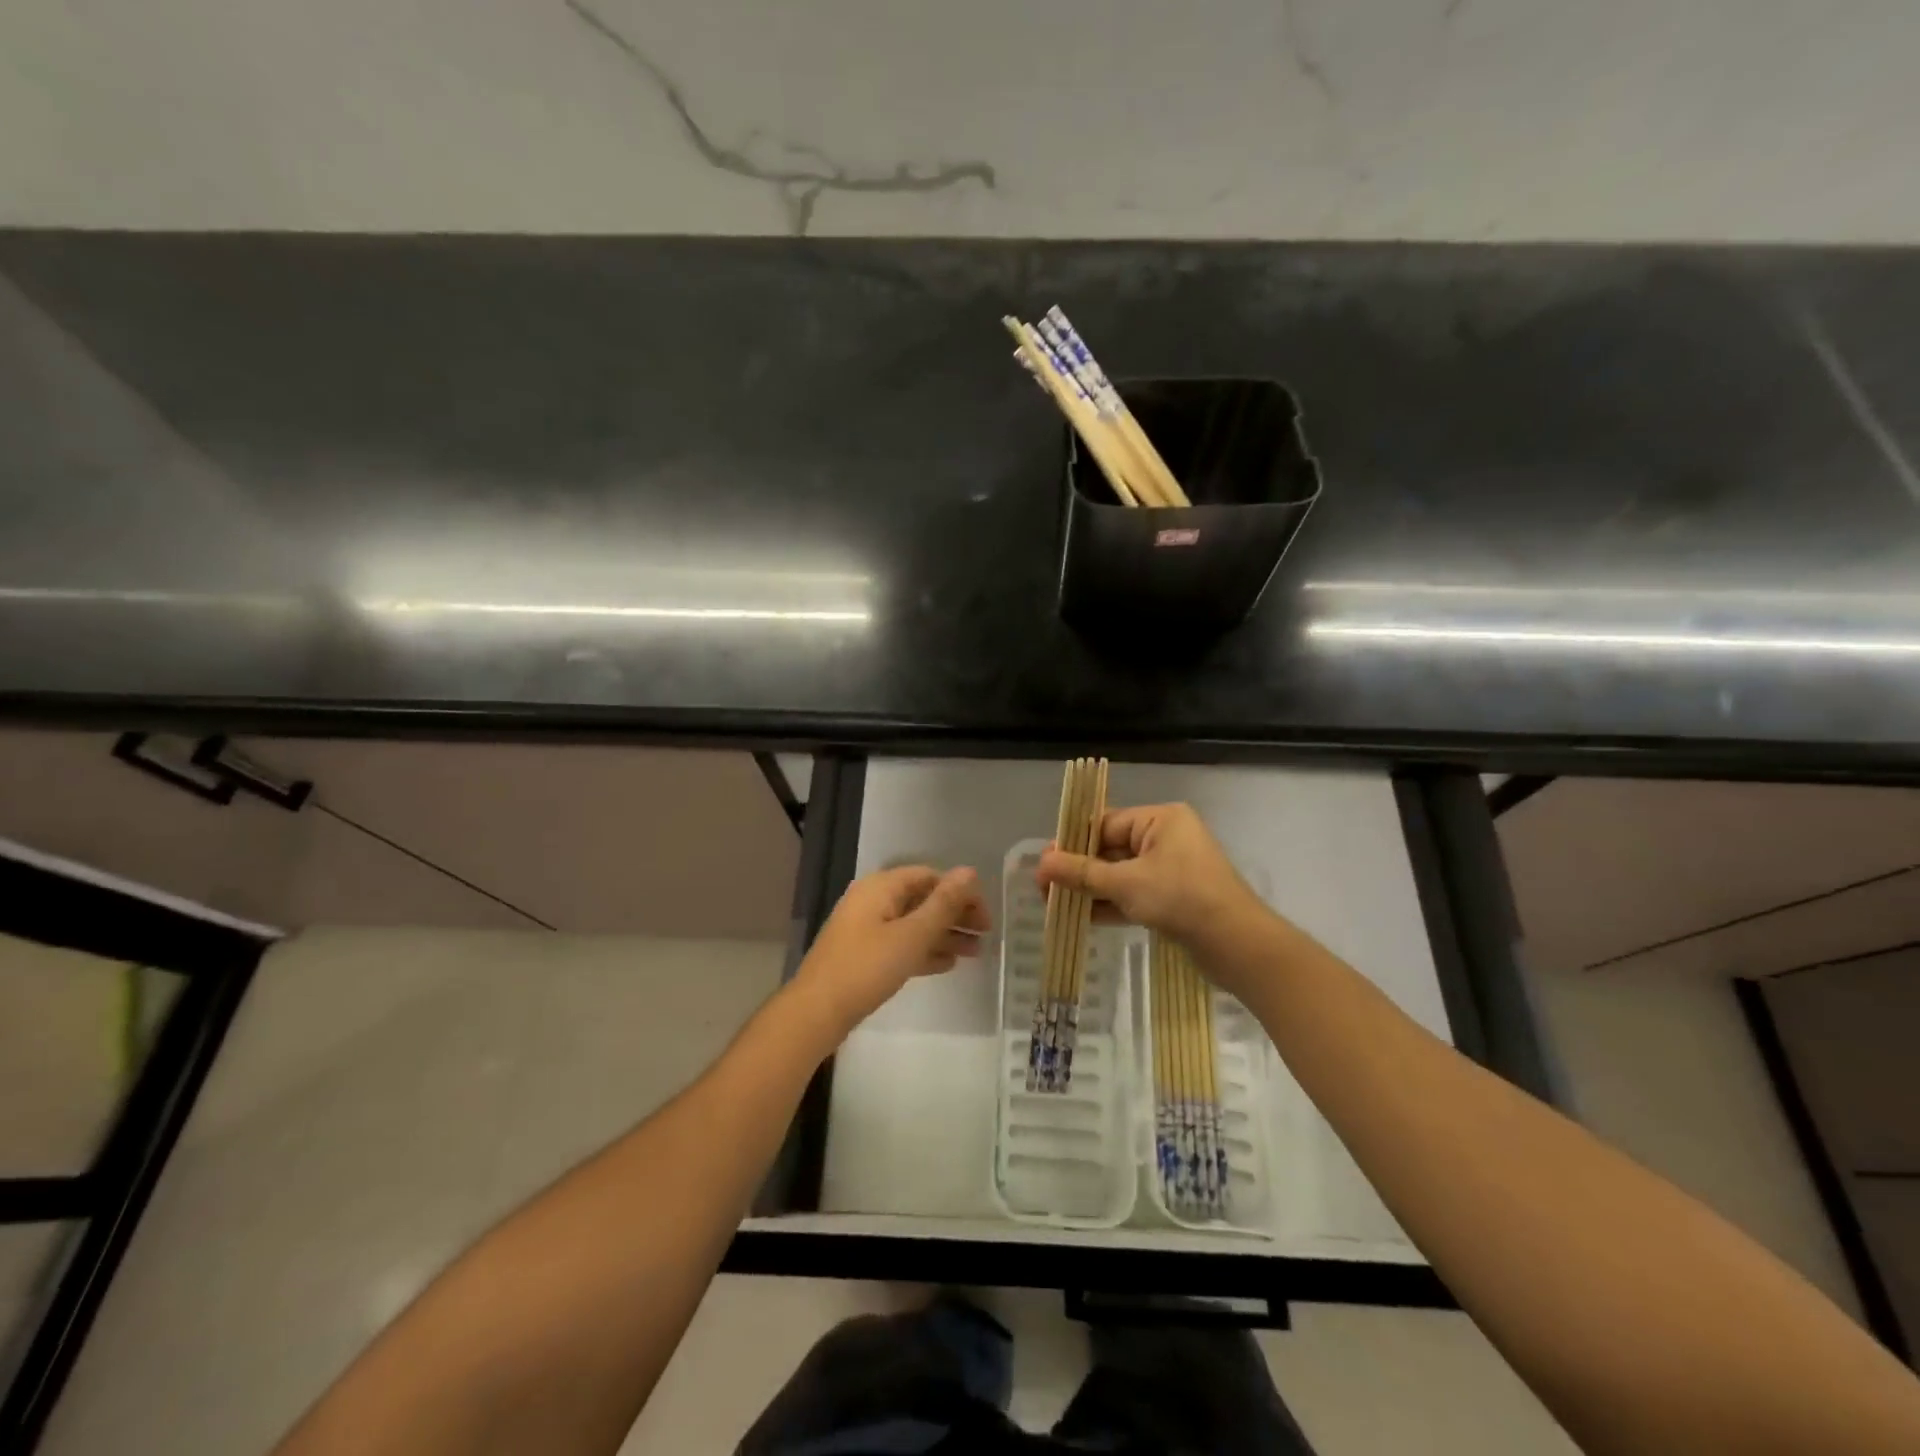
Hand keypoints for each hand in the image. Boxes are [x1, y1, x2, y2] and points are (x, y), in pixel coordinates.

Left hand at [794, 866, 990, 1033]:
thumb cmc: (867, 967)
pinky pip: (901, 943)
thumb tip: (969, 872)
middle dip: (955, 915)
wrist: (817, 1012)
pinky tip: (948, 964)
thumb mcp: (912, 935)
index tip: (985, 917)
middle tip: (985, 936)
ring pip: (913, 924)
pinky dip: (924, 949)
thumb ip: (943, 904)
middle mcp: (873, 901)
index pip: (930, 876)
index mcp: (882, 887)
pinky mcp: (864, 954)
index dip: (960, 892)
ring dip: (944, 934)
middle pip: (922, 899)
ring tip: (975, 953)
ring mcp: (866, 928)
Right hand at [1036, 802, 1259, 944]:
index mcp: (1161, 819)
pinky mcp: (1174, 898)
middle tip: (1044, 888)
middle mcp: (1167, 837)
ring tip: (1054, 904)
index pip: (1105, 823)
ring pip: (1120, 874)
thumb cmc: (1181, 898)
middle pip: (1111, 848)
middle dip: (1078, 869)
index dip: (1072, 842)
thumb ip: (1081, 873)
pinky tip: (1081, 917)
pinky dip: (1110, 904)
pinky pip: (1134, 894)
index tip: (1044, 862)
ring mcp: (1172, 870)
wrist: (1237, 945)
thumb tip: (1041, 864)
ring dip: (1090, 889)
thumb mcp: (1125, 883)